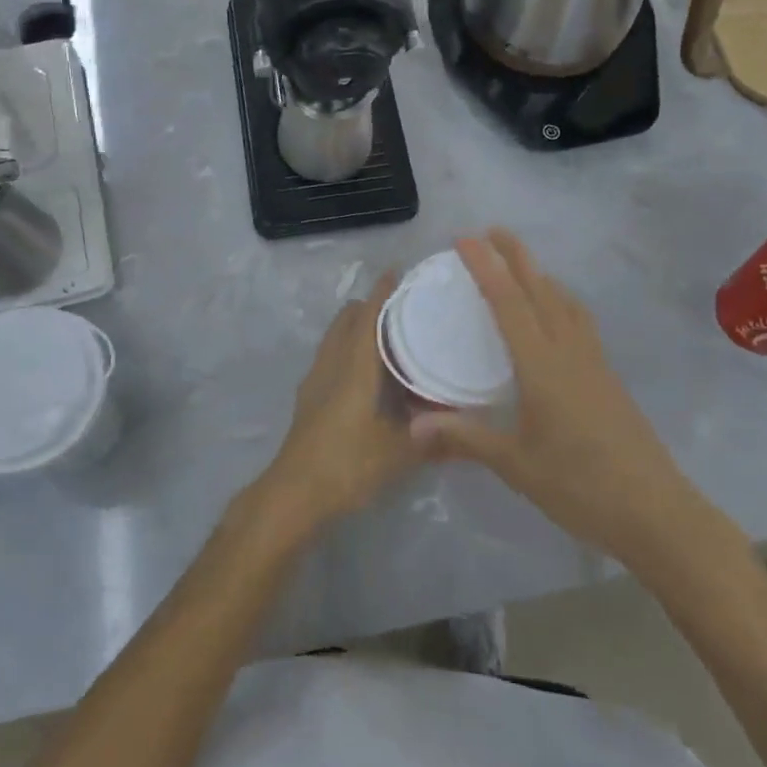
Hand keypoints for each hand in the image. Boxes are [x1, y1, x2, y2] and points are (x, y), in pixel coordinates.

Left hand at [256, 270, 421, 532]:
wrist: (293, 494)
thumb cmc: (346, 465)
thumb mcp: (398, 453)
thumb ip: (435, 439)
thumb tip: (472, 429)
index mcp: (353, 367)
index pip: (368, 317)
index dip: (382, 292)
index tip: (398, 272)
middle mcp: (331, 364)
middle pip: (347, 320)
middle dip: (369, 307)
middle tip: (401, 308)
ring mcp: (315, 380)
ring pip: (335, 338)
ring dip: (356, 328)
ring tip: (387, 336)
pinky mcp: (309, 398)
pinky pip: (330, 357)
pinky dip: (347, 349)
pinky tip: (367, 373)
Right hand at [411, 231, 727, 572]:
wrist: (656, 513)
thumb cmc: (581, 486)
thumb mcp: (516, 465)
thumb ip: (465, 438)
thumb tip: (411, 427)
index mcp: (542, 365)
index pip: (508, 302)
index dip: (485, 266)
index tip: (464, 239)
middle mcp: (569, 351)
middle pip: (541, 289)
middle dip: (516, 255)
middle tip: (492, 230)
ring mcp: (594, 362)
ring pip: (565, 302)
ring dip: (541, 275)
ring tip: (521, 265)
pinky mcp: (607, 376)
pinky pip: (579, 321)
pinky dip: (560, 300)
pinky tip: (556, 315)